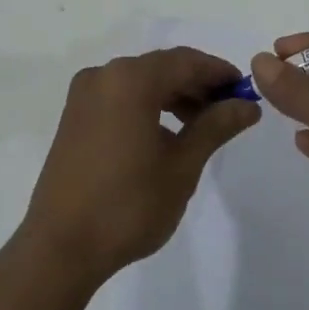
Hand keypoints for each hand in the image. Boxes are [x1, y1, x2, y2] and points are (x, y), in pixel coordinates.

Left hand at [18, 47, 259, 291]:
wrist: (60, 247)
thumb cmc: (128, 205)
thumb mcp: (182, 166)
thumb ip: (215, 126)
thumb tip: (248, 104)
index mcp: (130, 79)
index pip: (186, 61)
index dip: (219, 73)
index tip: (246, 92)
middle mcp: (104, 75)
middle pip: (162, 67)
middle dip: (198, 85)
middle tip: (229, 111)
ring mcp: (84, 95)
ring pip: (140, 81)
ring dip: (173, 95)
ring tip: (202, 125)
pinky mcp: (74, 116)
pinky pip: (120, 96)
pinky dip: (148, 105)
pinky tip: (167, 133)